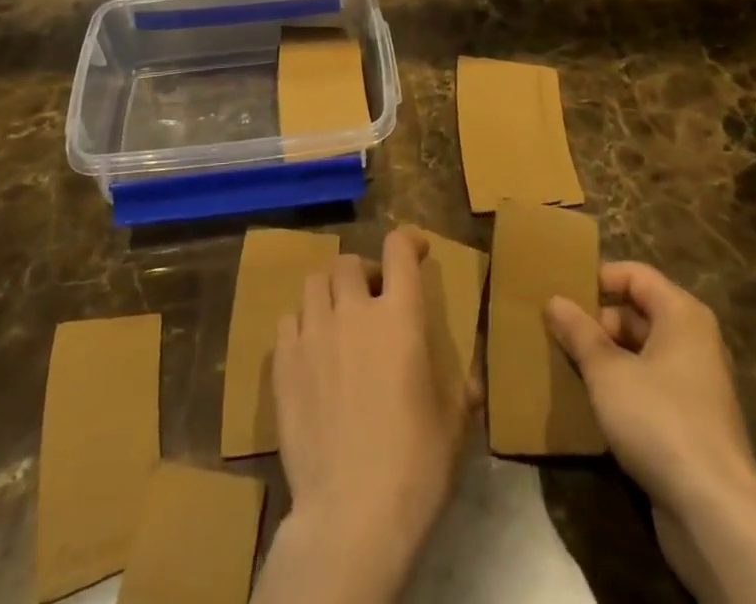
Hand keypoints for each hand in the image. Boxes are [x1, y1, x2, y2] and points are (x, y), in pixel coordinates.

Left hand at [256, 229, 471, 603]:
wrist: (350, 515)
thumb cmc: (413, 466)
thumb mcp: (452, 426)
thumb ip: (461, 391)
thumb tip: (473, 383)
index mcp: (399, 316)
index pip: (399, 249)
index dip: (408, 240)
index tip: (417, 250)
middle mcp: (353, 311)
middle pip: (349, 262)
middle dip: (364, 273)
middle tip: (373, 299)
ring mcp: (313, 334)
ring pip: (313, 283)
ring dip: (329, 293)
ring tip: (338, 320)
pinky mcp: (283, 363)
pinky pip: (288, 321)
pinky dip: (301, 325)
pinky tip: (311, 352)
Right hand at [550, 265, 755, 603]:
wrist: (715, 513)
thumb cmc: (659, 420)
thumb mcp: (607, 371)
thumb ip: (579, 332)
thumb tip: (554, 300)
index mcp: (682, 314)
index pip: (635, 275)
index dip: (598, 278)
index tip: (562, 292)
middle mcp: (694, 341)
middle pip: (638, 313)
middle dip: (597, 322)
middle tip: (557, 333)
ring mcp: (696, 384)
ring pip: (641, 354)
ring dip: (606, 358)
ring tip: (566, 365)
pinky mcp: (692, 423)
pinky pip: (649, 388)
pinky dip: (622, 389)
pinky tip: (591, 403)